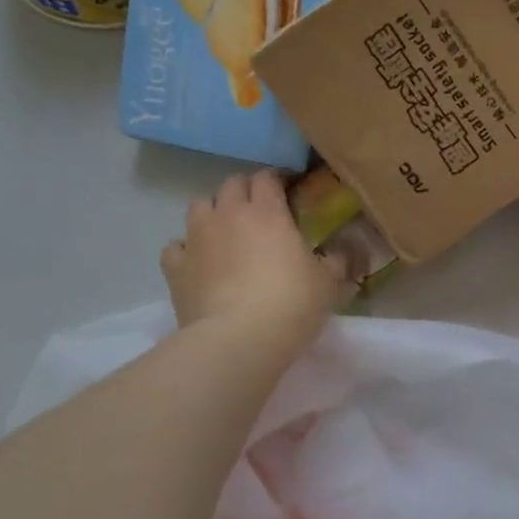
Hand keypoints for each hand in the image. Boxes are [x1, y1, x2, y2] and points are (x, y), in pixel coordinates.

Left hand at [161, 171, 353, 349]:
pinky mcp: (175, 267)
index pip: (267, 177)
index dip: (277, 180)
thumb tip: (342, 254)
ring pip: (200, 206)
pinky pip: (177, 246)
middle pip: (231, 184)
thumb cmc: (291, 304)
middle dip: (245, 191)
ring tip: (226, 233)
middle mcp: (229, 214)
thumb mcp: (328, 283)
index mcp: (268, 212)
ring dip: (213, 213)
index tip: (288, 191)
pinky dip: (187, 250)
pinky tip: (198, 263)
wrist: (238, 340)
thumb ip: (336, 262)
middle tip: (259, 212)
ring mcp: (197, 238)